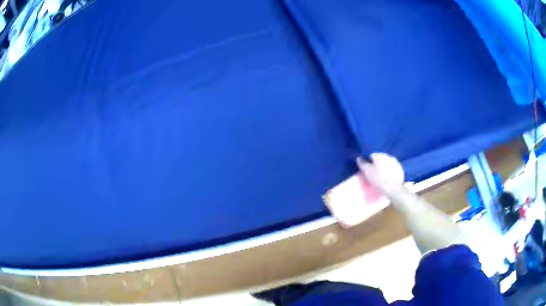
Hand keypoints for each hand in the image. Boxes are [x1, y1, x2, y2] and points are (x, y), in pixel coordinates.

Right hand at [357, 153, 404, 197]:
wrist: (394, 189)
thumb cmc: (379, 179)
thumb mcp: (367, 172)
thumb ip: (362, 163)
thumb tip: (358, 157)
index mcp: (380, 155)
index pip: (371, 156)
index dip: (368, 163)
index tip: (367, 170)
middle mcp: (388, 156)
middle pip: (380, 159)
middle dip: (377, 164)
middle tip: (374, 174)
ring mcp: (396, 162)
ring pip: (387, 163)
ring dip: (384, 167)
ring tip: (382, 177)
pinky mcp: (400, 170)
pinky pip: (393, 168)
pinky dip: (390, 171)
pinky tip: (389, 178)